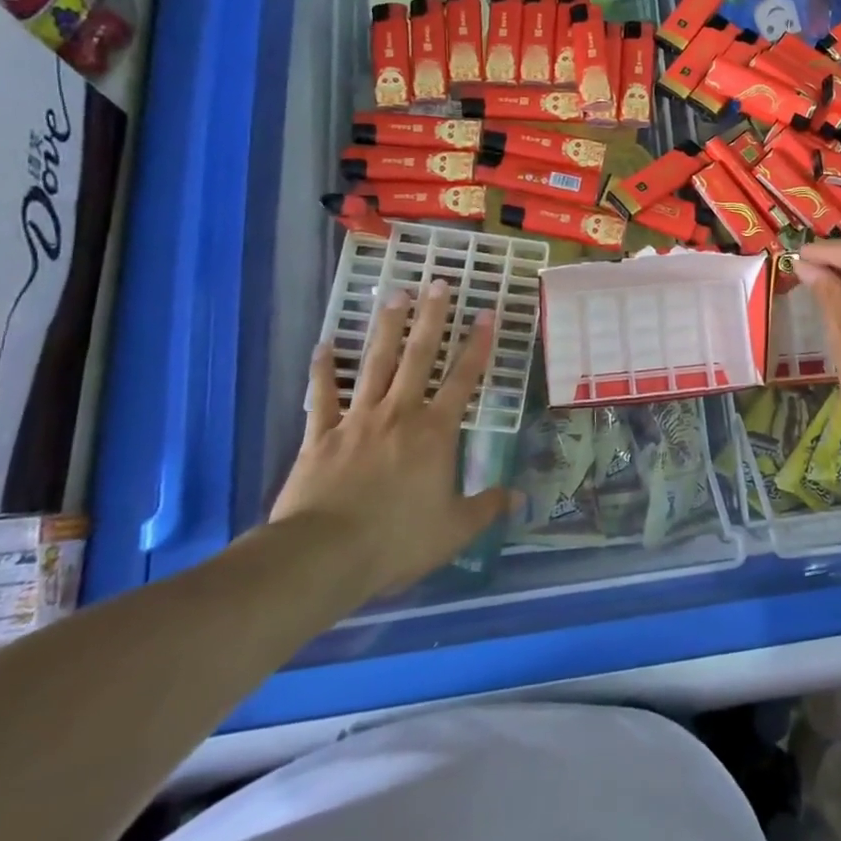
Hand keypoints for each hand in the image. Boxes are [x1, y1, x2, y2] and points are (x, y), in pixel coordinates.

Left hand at [272, 281, 511, 601]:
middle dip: (432, 318)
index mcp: (435, 432)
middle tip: (439, 283)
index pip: (463, 379)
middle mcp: (399, 414)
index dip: (478, 345)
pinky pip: (322, 396)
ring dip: (386, 328)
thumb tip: (521, 498)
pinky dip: (323, 370)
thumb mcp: (454, 530)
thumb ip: (487, 507)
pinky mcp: (319, 436)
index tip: (487, 313)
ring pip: (374, 364)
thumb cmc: (396, 541)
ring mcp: (356, 420)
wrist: (323, 556)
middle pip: (418, 357)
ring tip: (395, 295)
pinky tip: (324, 345)